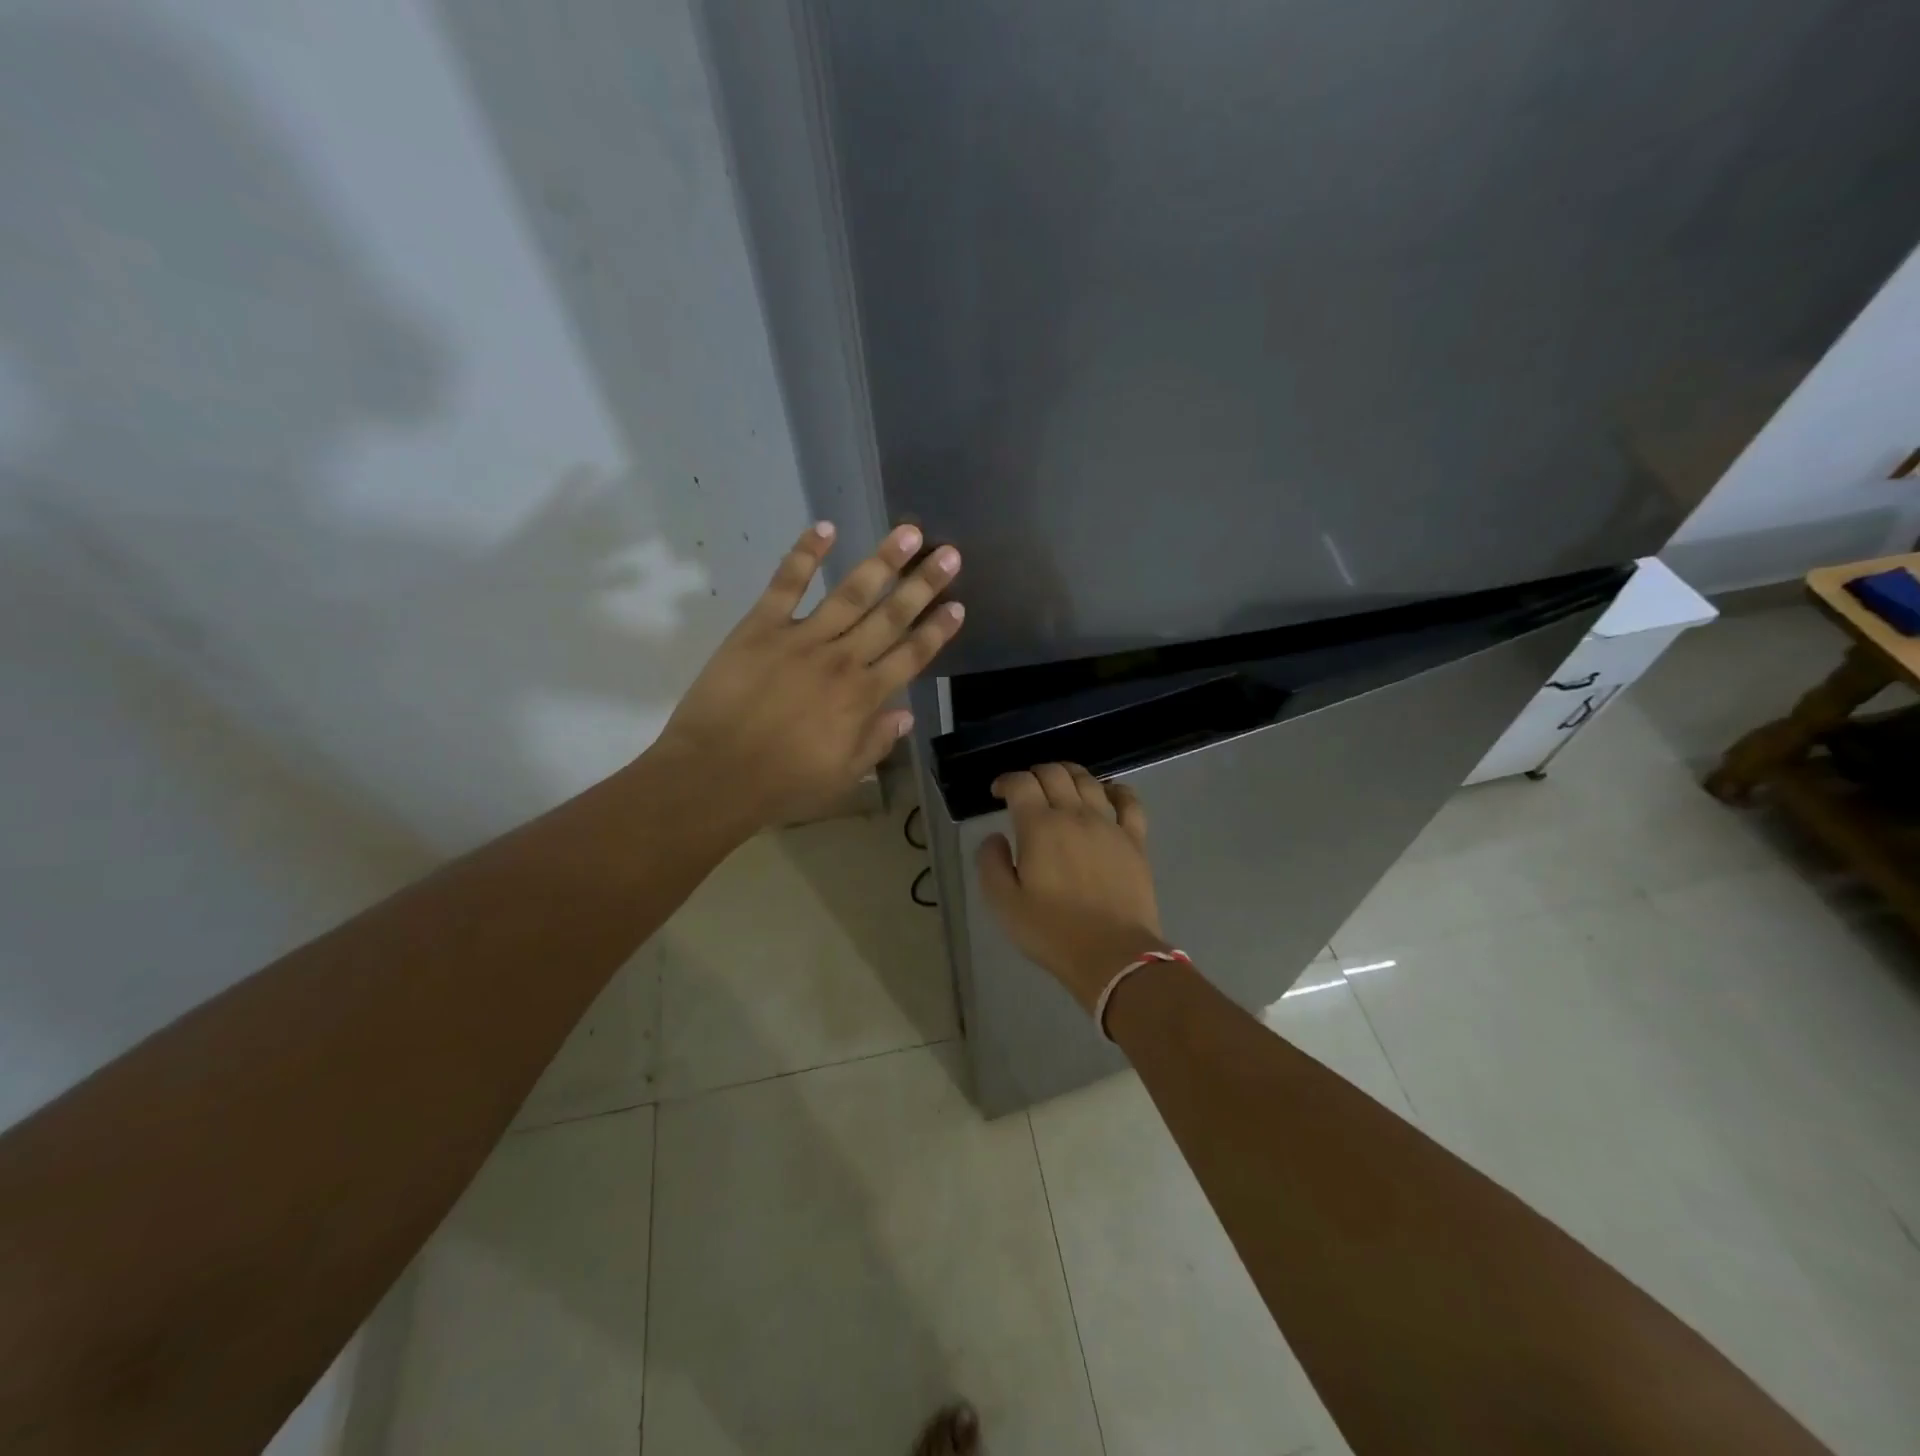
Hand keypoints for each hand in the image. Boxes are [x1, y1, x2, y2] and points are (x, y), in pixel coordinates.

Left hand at [652, 521, 963, 830]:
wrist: (716, 774)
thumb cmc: (783, 783)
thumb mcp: (843, 775)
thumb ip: (877, 742)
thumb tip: (906, 714)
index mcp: (864, 697)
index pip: (911, 656)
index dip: (937, 631)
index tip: (958, 606)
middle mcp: (842, 660)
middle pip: (891, 616)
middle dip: (924, 584)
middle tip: (949, 554)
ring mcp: (802, 638)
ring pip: (851, 593)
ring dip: (882, 562)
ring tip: (909, 532)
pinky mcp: (761, 626)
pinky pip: (786, 583)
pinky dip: (805, 554)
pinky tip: (826, 528)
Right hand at [976, 763, 1165, 1010]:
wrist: (1113, 955)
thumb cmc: (1052, 932)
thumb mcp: (1004, 904)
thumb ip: (991, 864)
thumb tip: (994, 837)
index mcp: (1039, 827)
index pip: (1021, 783)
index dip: (1006, 780)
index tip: (998, 793)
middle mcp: (1075, 815)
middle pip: (1055, 773)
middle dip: (1035, 773)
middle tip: (1026, 789)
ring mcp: (1109, 825)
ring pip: (1089, 781)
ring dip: (1070, 774)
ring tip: (1060, 784)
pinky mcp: (1135, 840)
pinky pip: (1130, 802)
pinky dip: (1117, 790)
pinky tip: (1108, 793)